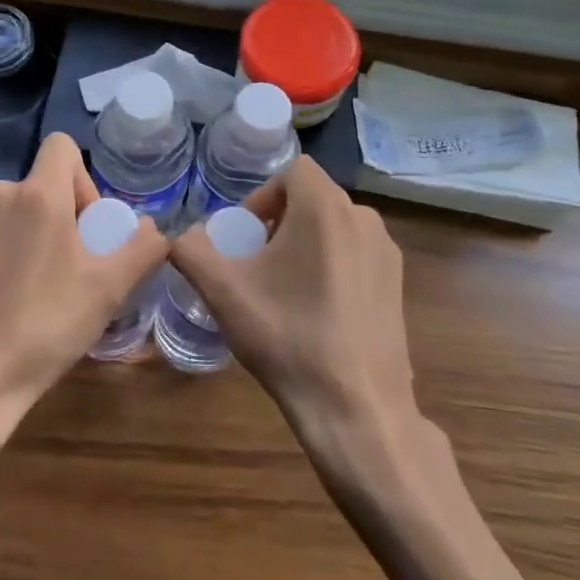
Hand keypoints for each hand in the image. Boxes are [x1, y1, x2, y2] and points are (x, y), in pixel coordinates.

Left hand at [0, 132, 169, 436]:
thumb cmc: (43, 327)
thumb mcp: (108, 289)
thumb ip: (142, 248)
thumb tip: (155, 229)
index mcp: (36, 195)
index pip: (63, 146)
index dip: (86, 178)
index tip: (91, 226)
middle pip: (45, 184)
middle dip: (69, 215)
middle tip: (79, 267)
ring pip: (21, 212)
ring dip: (41, 236)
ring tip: (50, 290)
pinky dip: (14, 255)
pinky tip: (17, 304)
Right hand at [171, 156, 417, 446]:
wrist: (356, 408)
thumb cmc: (288, 337)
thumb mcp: (224, 292)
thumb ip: (191, 251)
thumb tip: (181, 237)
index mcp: (325, 207)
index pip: (292, 171)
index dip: (263, 196)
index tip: (246, 237)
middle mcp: (363, 218)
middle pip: (313, 198)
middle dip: (280, 221)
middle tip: (258, 264)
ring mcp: (387, 251)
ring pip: (335, 226)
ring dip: (306, 243)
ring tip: (285, 289)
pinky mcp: (398, 284)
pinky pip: (356, 253)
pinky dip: (332, 265)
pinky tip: (318, 311)